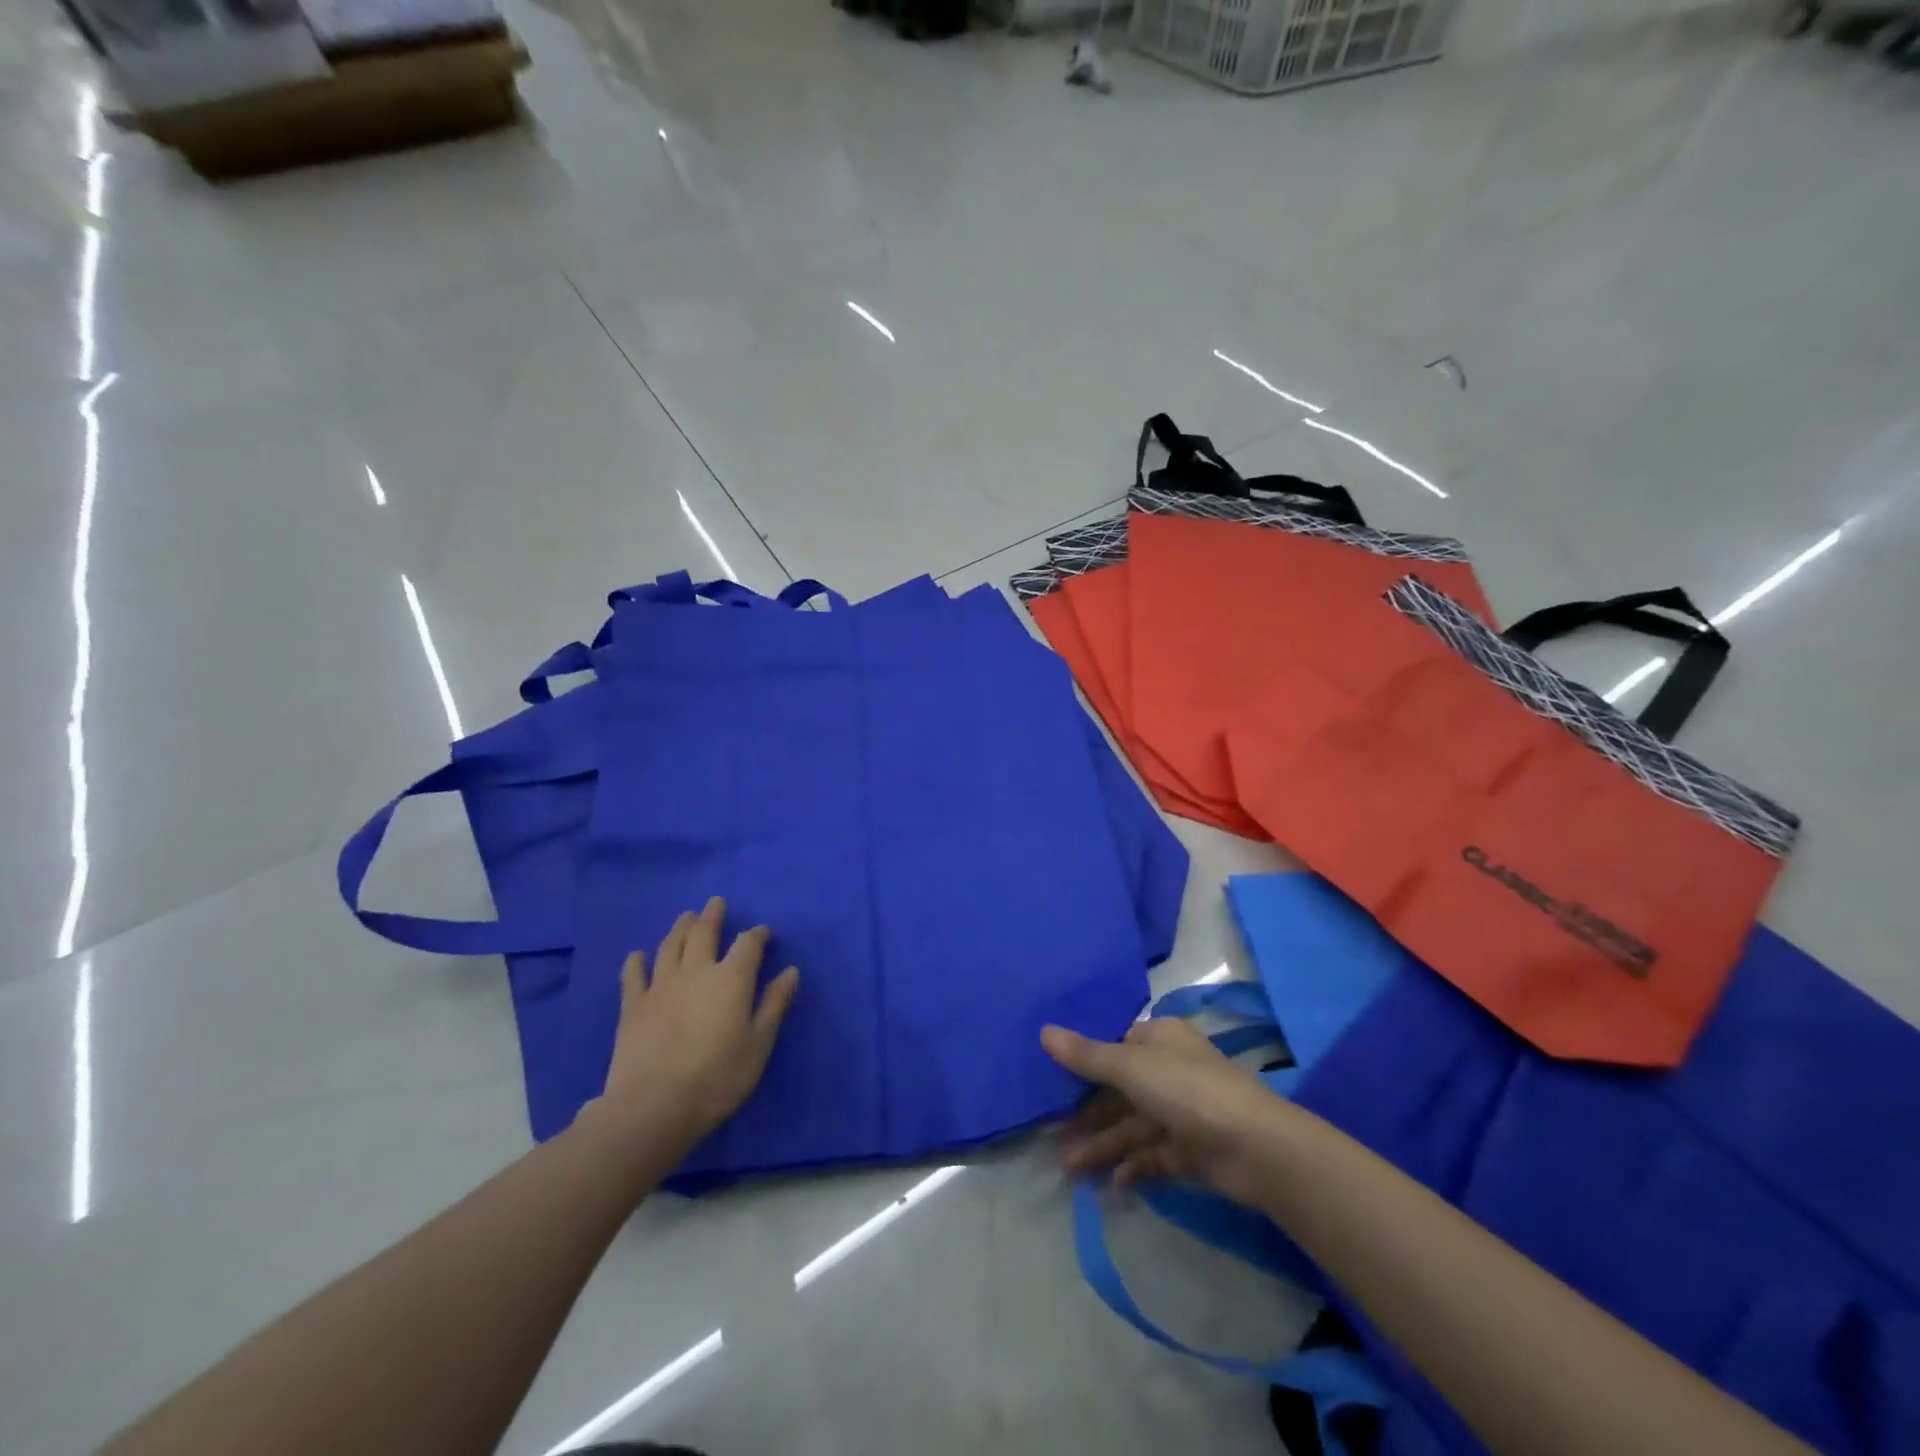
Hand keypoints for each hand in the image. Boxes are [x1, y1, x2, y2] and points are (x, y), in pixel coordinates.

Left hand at [597, 897, 799, 1148]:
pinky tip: (638, 955)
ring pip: (671, 946)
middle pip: (704, 933)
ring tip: (686, 917)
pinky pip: (634, 975)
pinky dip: (637, 962)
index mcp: (731, 978)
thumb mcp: (759, 1044)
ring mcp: (660, 986)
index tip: (764, 933)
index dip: (757, 935)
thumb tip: (791, 971)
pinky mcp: (633, 1006)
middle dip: (713, 916)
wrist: (654, 1106)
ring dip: (680, 928)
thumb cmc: (718, 1077)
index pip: (748, 944)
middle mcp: (696, 971)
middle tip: (716, 903)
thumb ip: (774, 1004)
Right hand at [1042, 1018, 1282, 1204]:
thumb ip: (1086, 1055)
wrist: (1255, 1147)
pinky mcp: (1190, 1150)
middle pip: (1118, 1090)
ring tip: (1068, 1168)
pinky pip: (1151, 1156)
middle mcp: (1168, 1070)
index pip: (1114, 1045)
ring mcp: (1180, 1112)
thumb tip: (1044, 1031)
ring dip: (1101, 1145)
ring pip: (1131, 1126)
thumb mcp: (1129, 1066)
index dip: (1083, 1062)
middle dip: (1086, 1114)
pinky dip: (1130, 1167)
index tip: (1050, 1081)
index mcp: (1158, 1039)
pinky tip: (1109, 1184)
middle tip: (1050, 1134)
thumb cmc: (1187, 1089)